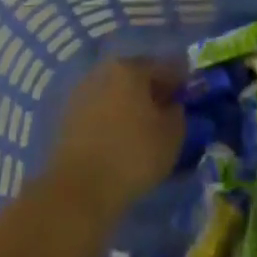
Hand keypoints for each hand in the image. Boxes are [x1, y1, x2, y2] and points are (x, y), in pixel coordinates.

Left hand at [46, 59, 185, 213]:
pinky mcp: (68, 117)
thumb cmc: (133, 155)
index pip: (165, 67)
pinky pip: (100, 110)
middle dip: (153, 91)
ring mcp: (82, 93)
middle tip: (167, 112)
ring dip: (131, 105)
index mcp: (131, 68)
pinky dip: (113, 118)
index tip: (189, 98)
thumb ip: (178, 112)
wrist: (79, 189)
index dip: (180, 82)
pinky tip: (121, 138)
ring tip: (144, 129)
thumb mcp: (172, 135)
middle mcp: (104, 72)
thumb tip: (171, 106)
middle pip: (137, 76)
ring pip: (116, 93)